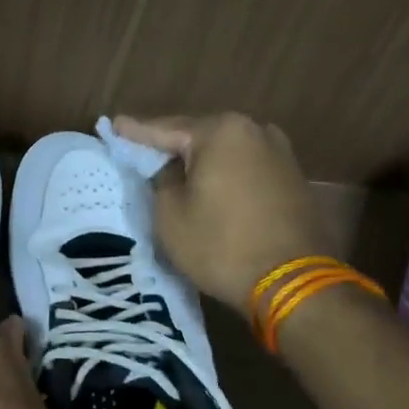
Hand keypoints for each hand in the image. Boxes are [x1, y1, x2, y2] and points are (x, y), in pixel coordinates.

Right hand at [115, 111, 335, 314]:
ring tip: (175, 171)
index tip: (115, 125)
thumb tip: (171, 170)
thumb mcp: (170, 215)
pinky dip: (225, 177)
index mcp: (221, 131)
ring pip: (226, 153)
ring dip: (201, 163)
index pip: (165, 129)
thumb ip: (162, 180)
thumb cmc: (221, 245)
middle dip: (172, 146)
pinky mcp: (293, 179)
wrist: (292, 283)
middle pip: (199, 136)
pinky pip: (246, 170)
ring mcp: (280, 153)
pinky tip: (211, 188)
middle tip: (142, 151)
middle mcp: (255, 131)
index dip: (136, 132)